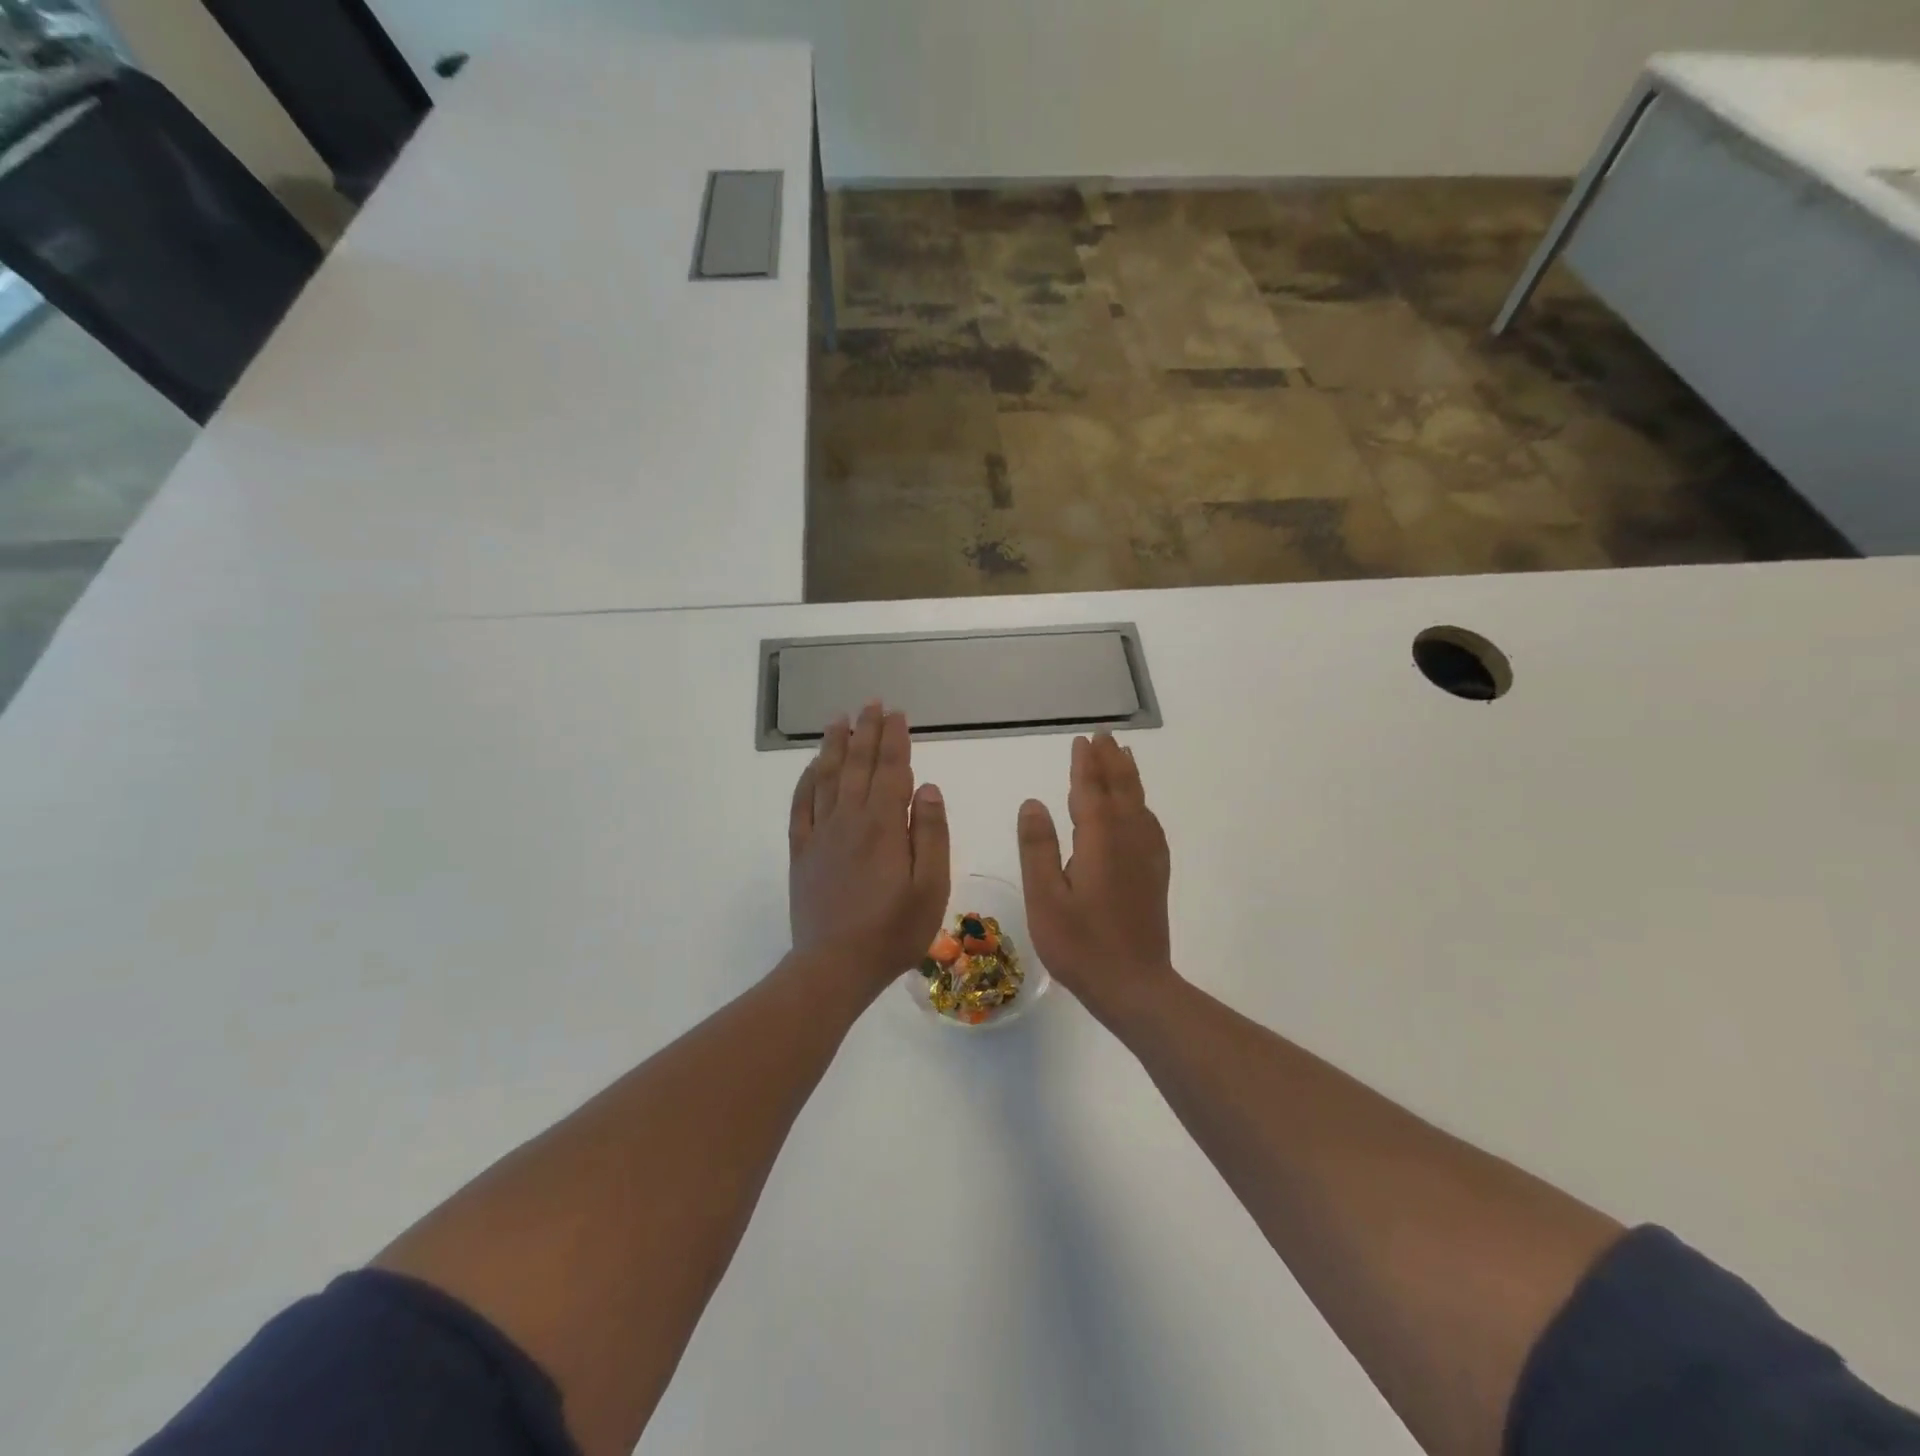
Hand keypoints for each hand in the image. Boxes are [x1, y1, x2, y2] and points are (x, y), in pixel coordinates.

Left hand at [788, 702, 949, 995]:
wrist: (834, 966)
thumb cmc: (893, 931)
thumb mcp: (930, 887)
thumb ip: (930, 833)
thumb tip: (927, 786)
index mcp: (884, 825)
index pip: (891, 770)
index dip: (895, 739)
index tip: (897, 714)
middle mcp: (849, 819)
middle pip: (858, 765)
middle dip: (866, 731)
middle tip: (871, 703)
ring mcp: (820, 834)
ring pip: (827, 777)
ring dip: (835, 745)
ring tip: (839, 719)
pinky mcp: (801, 852)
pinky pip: (801, 805)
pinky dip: (806, 780)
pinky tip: (812, 767)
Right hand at [1017, 733, 1175, 1023]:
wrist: (1135, 986)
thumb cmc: (1081, 945)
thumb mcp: (1045, 899)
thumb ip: (1038, 848)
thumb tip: (1033, 803)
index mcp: (1099, 841)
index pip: (1091, 791)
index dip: (1085, 765)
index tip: (1082, 740)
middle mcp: (1128, 840)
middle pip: (1121, 790)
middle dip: (1111, 761)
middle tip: (1104, 736)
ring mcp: (1146, 858)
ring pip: (1139, 804)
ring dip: (1129, 777)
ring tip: (1123, 756)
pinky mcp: (1155, 875)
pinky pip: (1150, 826)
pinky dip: (1142, 806)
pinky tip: (1139, 810)